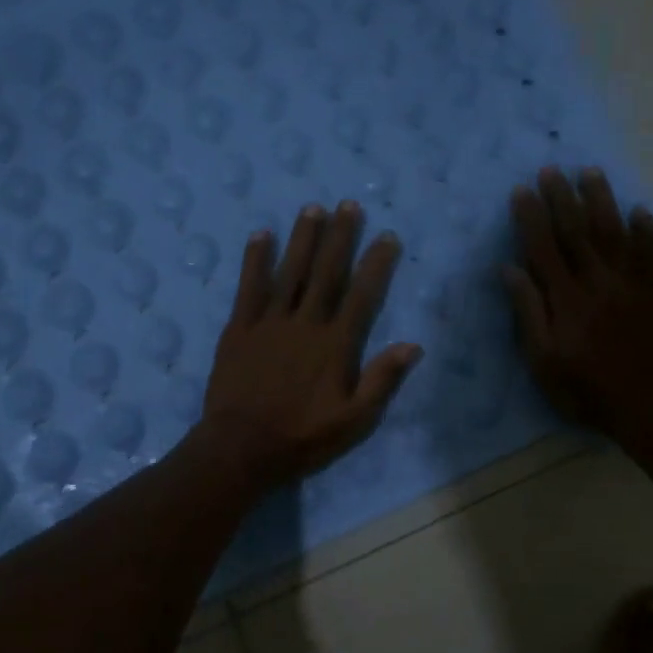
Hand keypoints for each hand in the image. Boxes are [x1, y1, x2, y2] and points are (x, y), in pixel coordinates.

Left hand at [200, 201, 422, 488]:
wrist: (242, 447)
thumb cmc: (302, 437)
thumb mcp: (354, 421)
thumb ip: (382, 380)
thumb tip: (413, 345)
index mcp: (335, 345)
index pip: (362, 296)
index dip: (376, 265)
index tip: (387, 237)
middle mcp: (305, 323)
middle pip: (326, 273)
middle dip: (340, 237)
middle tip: (349, 205)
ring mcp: (269, 322)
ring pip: (290, 272)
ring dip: (302, 239)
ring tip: (313, 208)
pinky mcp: (239, 328)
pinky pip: (249, 287)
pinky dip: (255, 260)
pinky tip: (260, 235)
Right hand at [504, 167, 652, 449]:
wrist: (646, 407)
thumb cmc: (584, 389)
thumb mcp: (542, 361)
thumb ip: (528, 313)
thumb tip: (510, 269)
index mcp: (565, 300)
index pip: (543, 248)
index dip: (531, 217)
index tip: (522, 190)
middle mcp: (597, 283)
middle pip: (576, 232)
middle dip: (562, 199)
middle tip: (551, 170)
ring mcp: (630, 285)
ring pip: (613, 234)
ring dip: (601, 201)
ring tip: (590, 173)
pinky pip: (650, 255)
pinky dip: (645, 231)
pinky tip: (640, 211)